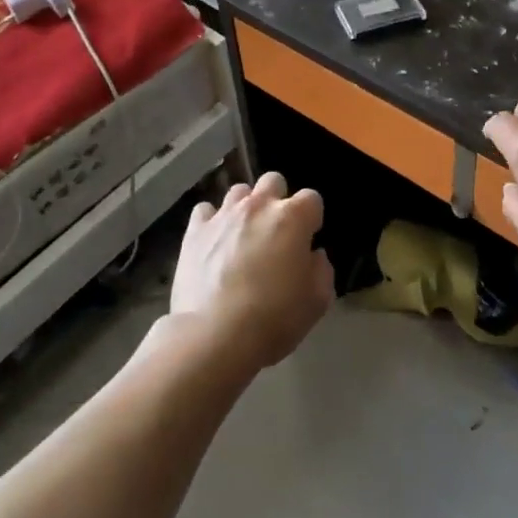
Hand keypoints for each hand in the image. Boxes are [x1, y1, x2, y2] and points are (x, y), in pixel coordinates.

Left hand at [171, 171, 334, 373]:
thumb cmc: (273, 318)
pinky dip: (212, 222)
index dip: (311, 219)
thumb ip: (322, 270)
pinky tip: (214, 242)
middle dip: (278, 199)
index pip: (311, 198)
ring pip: (239, 191)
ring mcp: (224, 215)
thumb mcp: (317, 301)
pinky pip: (205, 211)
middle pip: (273, 181)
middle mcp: (258, 206)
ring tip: (243, 235)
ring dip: (246, 207)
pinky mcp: (195, 230)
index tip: (307, 240)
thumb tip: (313, 255)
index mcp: (292, 218)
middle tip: (276, 231)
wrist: (214, 335)